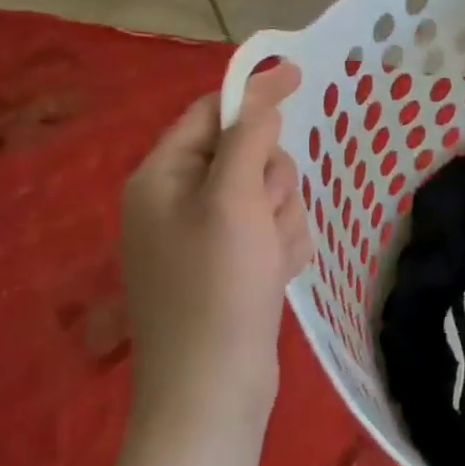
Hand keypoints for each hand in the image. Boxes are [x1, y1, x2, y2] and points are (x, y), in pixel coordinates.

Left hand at [120, 67, 310, 437]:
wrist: (212, 387)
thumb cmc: (216, 286)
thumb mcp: (233, 200)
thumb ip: (248, 139)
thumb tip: (260, 97)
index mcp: (162, 178)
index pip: (211, 113)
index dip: (256, 95)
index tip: (302, 78)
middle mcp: (178, 202)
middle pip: (249, 156)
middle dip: (272, 181)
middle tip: (267, 214)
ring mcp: (205, 237)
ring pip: (269, 195)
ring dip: (283, 219)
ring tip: (271, 258)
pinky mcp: (230, 266)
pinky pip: (272, 231)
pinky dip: (282, 247)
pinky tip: (275, 276)